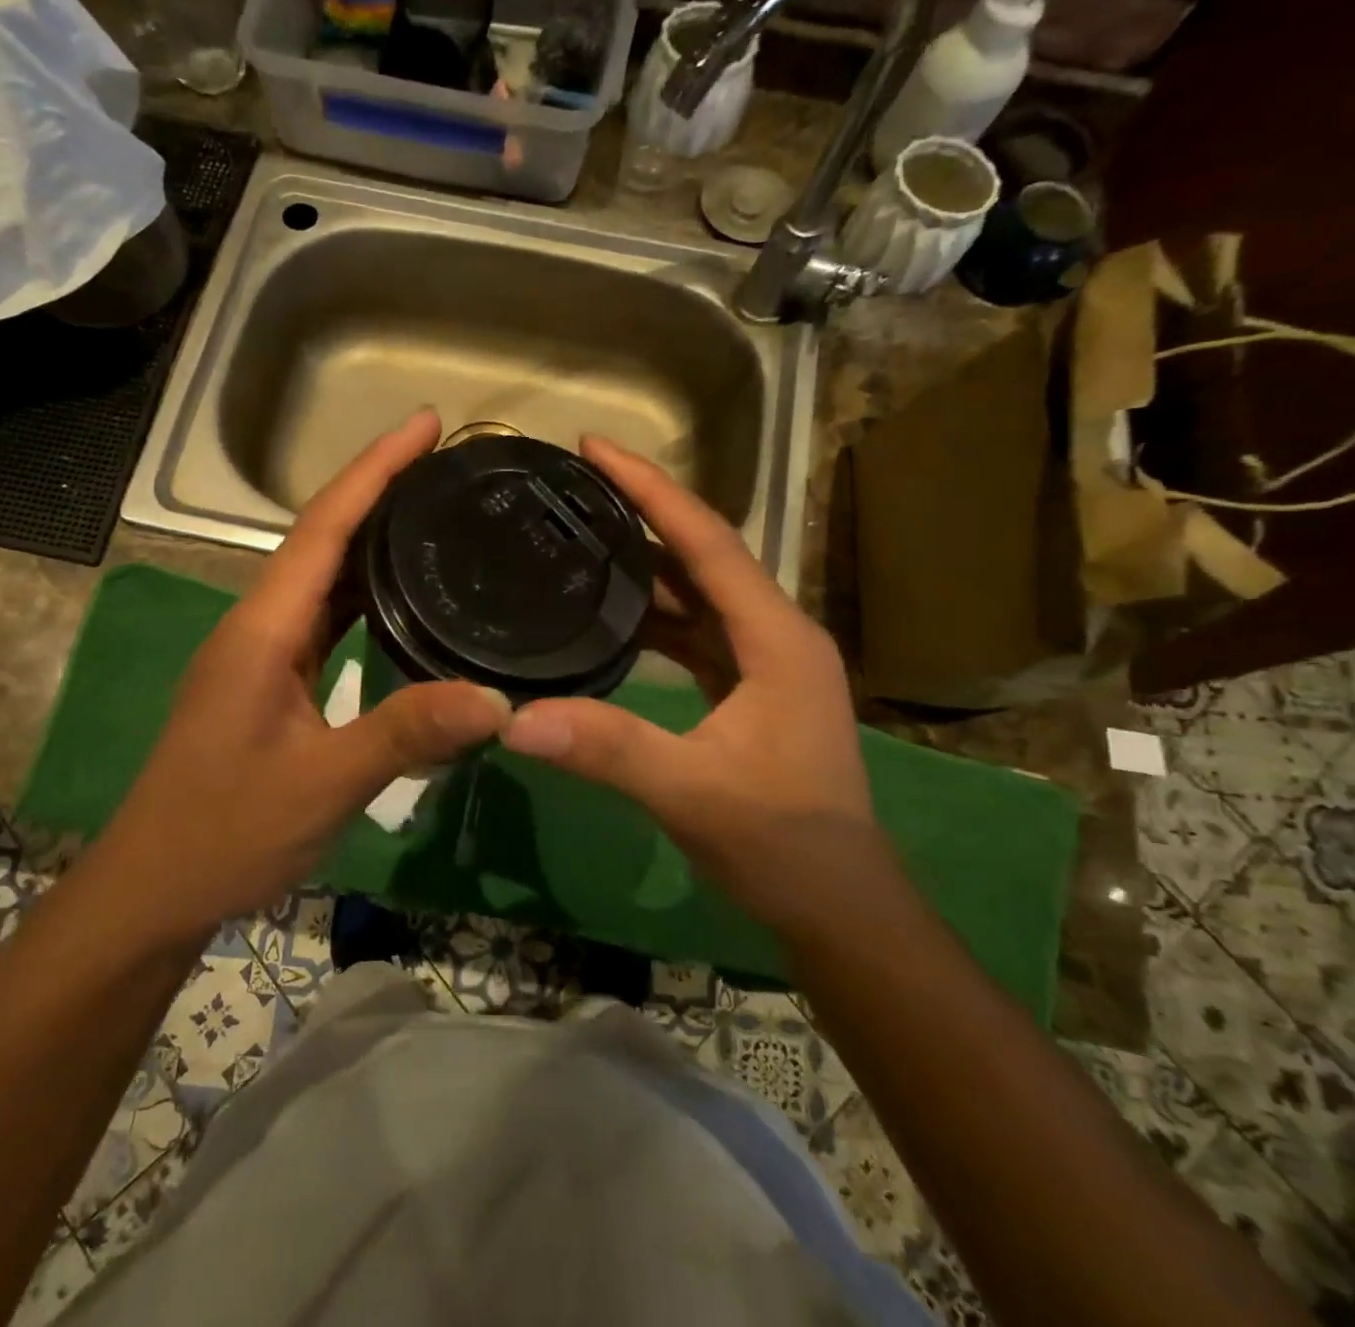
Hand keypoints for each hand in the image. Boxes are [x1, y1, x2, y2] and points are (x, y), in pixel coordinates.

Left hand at [101, 410, 511, 935]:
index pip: (323, 528)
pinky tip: (403, 602)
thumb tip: (498, 701)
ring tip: (436, 516)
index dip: (374, 469)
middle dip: (381, 492)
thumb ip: (407, 734)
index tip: (425, 424)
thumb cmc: (225, 832)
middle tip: (449, 467)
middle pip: (323, 540)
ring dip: (374, 543)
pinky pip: (324, 621)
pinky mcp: (270, 684)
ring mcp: (261, 656)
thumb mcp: (323, 784)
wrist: (153, 890)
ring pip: (323, 580)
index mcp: (263, 630)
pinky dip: (365, 597)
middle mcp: (258, 627)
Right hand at [500, 436, 885, 936]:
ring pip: (699, 594)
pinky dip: (655, 616)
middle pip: (703, 555)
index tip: (595, 448)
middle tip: (574, 487)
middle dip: (643, 514)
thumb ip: (608, 750)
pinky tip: (611, 614)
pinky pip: (696, 632)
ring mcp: (765, 663)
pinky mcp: (750, 689)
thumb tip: (515, 719)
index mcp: (776, 638)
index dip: (651, 489)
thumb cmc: (782, 843)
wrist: (839, 907)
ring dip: (646, 564)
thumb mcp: (691, 793)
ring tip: (582, 535)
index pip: (707, 541)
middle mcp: (776, 635)